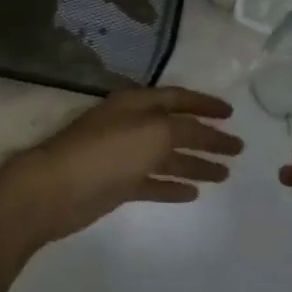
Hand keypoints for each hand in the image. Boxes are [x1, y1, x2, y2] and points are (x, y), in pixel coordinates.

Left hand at [0, 87, 241, 246]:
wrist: (53, 190)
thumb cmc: (105, 153)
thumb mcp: (153, 133)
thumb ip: (183, 130)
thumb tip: (204, 132)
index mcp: (137, 104)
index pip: (178, 98)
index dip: (205, 104)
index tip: (232, 113)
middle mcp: (131, 125)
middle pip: (177, 129)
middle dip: (207, 138)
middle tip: (238, 149)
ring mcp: (123, 156)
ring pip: (167, 157)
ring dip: (195, 164)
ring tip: (225, 174)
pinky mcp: (116, 185)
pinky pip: (152, 182)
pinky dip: (172, 186)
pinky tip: (194, 193)